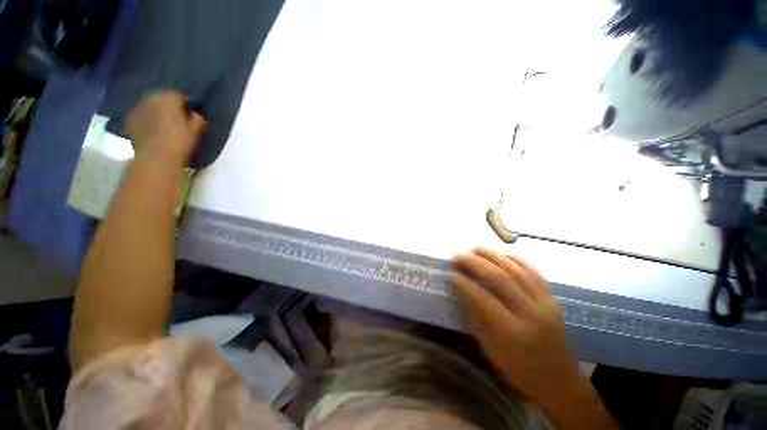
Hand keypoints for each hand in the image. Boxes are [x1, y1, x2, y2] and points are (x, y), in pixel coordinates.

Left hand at [123, 91, 206, 164]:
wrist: (155, 158)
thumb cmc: (180, 142)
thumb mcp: (197, 130)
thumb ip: (198, 118)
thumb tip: (195, 114)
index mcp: (169, 98)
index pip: (180, 95)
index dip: (186, 105)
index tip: (190, 115)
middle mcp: (151, 98)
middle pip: (162, 99)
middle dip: (169, 106)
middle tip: (177, 119)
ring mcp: (137, 108)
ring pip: (151, 106)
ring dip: (157, 112)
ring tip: (164, 125)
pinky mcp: (129, 119)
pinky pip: (141, 115)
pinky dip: (146, 119)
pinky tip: (152, 130)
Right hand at [452, 248, 580, 406]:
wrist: (558, 380)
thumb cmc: (518, 368)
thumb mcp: (490, 348)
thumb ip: (476, 316)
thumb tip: (463, 290)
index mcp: (513, 332)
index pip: (484, 299)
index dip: (466, 284)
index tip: (452, 274)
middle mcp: (531, 314)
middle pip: (500, 279)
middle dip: (476, 264)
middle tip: (459, 255)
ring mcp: (546, 304)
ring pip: (516, 271)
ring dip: (493, 256)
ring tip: (476, 248)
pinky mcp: (553, 299)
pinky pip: (534, 273)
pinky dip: (517, 260)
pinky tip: (502, 254)